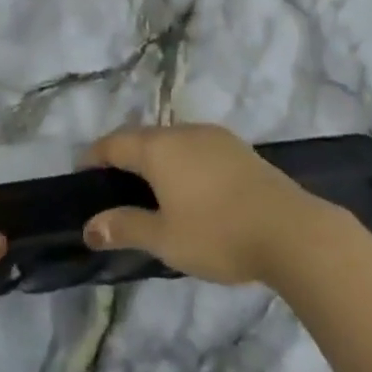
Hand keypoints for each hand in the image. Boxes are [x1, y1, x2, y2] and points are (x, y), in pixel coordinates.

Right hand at [82, 124, 322, 285]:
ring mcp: (212, 136)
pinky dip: (181, 160)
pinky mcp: (237, 147)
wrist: (290, 229)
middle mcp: (181, 132)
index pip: (114, 143)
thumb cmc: (218, 234)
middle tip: (113, 184)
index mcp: (158, 148)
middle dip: (124, 155)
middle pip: (142, 136)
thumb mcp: (165, 239)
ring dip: (154, 156)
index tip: (82, 173)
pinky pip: (195, 146)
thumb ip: (125, 228)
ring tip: (150, 187)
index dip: (94, 156)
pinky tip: (190, 186)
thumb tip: (89, 226)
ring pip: (171, 139)